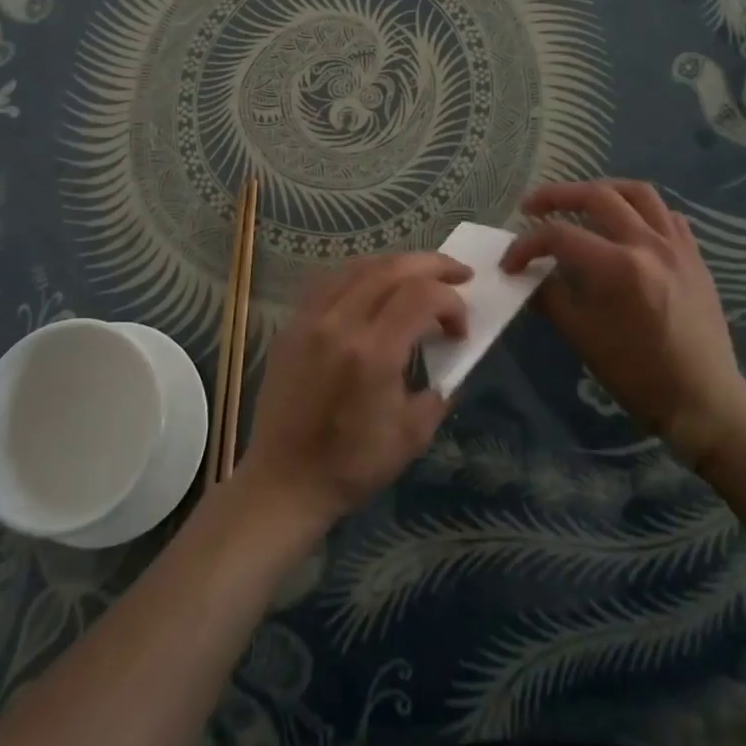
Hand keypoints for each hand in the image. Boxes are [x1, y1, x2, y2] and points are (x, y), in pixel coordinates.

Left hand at [237, 253, 470, 531]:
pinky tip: (374, 286)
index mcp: (373, 352)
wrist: (284, 480)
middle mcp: (340, 323)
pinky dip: (361, 274)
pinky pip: (330, 280)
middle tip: (460, 274)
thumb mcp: (413, 435)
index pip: (421, 295)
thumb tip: (449, 358)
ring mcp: (311, 318)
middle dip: (433, 265)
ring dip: (397, 264)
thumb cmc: (352, 465)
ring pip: (360, 266)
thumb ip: (439, 389)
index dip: (451, 302)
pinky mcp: (292, 323)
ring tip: (420, 275)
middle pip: (392, 268)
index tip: (461, 329)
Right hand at [503, 180, 745, 466]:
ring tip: (580, 201)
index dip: (526, 245)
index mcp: (619, 268)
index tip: (510, 262)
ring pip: (637, 193)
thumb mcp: (583, 338)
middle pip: (596, 196)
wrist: (704, 401)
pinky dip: (641, 210)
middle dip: (556, 196)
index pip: (559, 236)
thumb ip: (551, 297)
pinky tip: (626, 225)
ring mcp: (677, 246)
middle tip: (531, 207)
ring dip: (601, 190)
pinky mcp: (694, 256)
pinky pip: (667, 214)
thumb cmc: (638, 375)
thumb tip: (530, 274)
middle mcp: (649, 244)